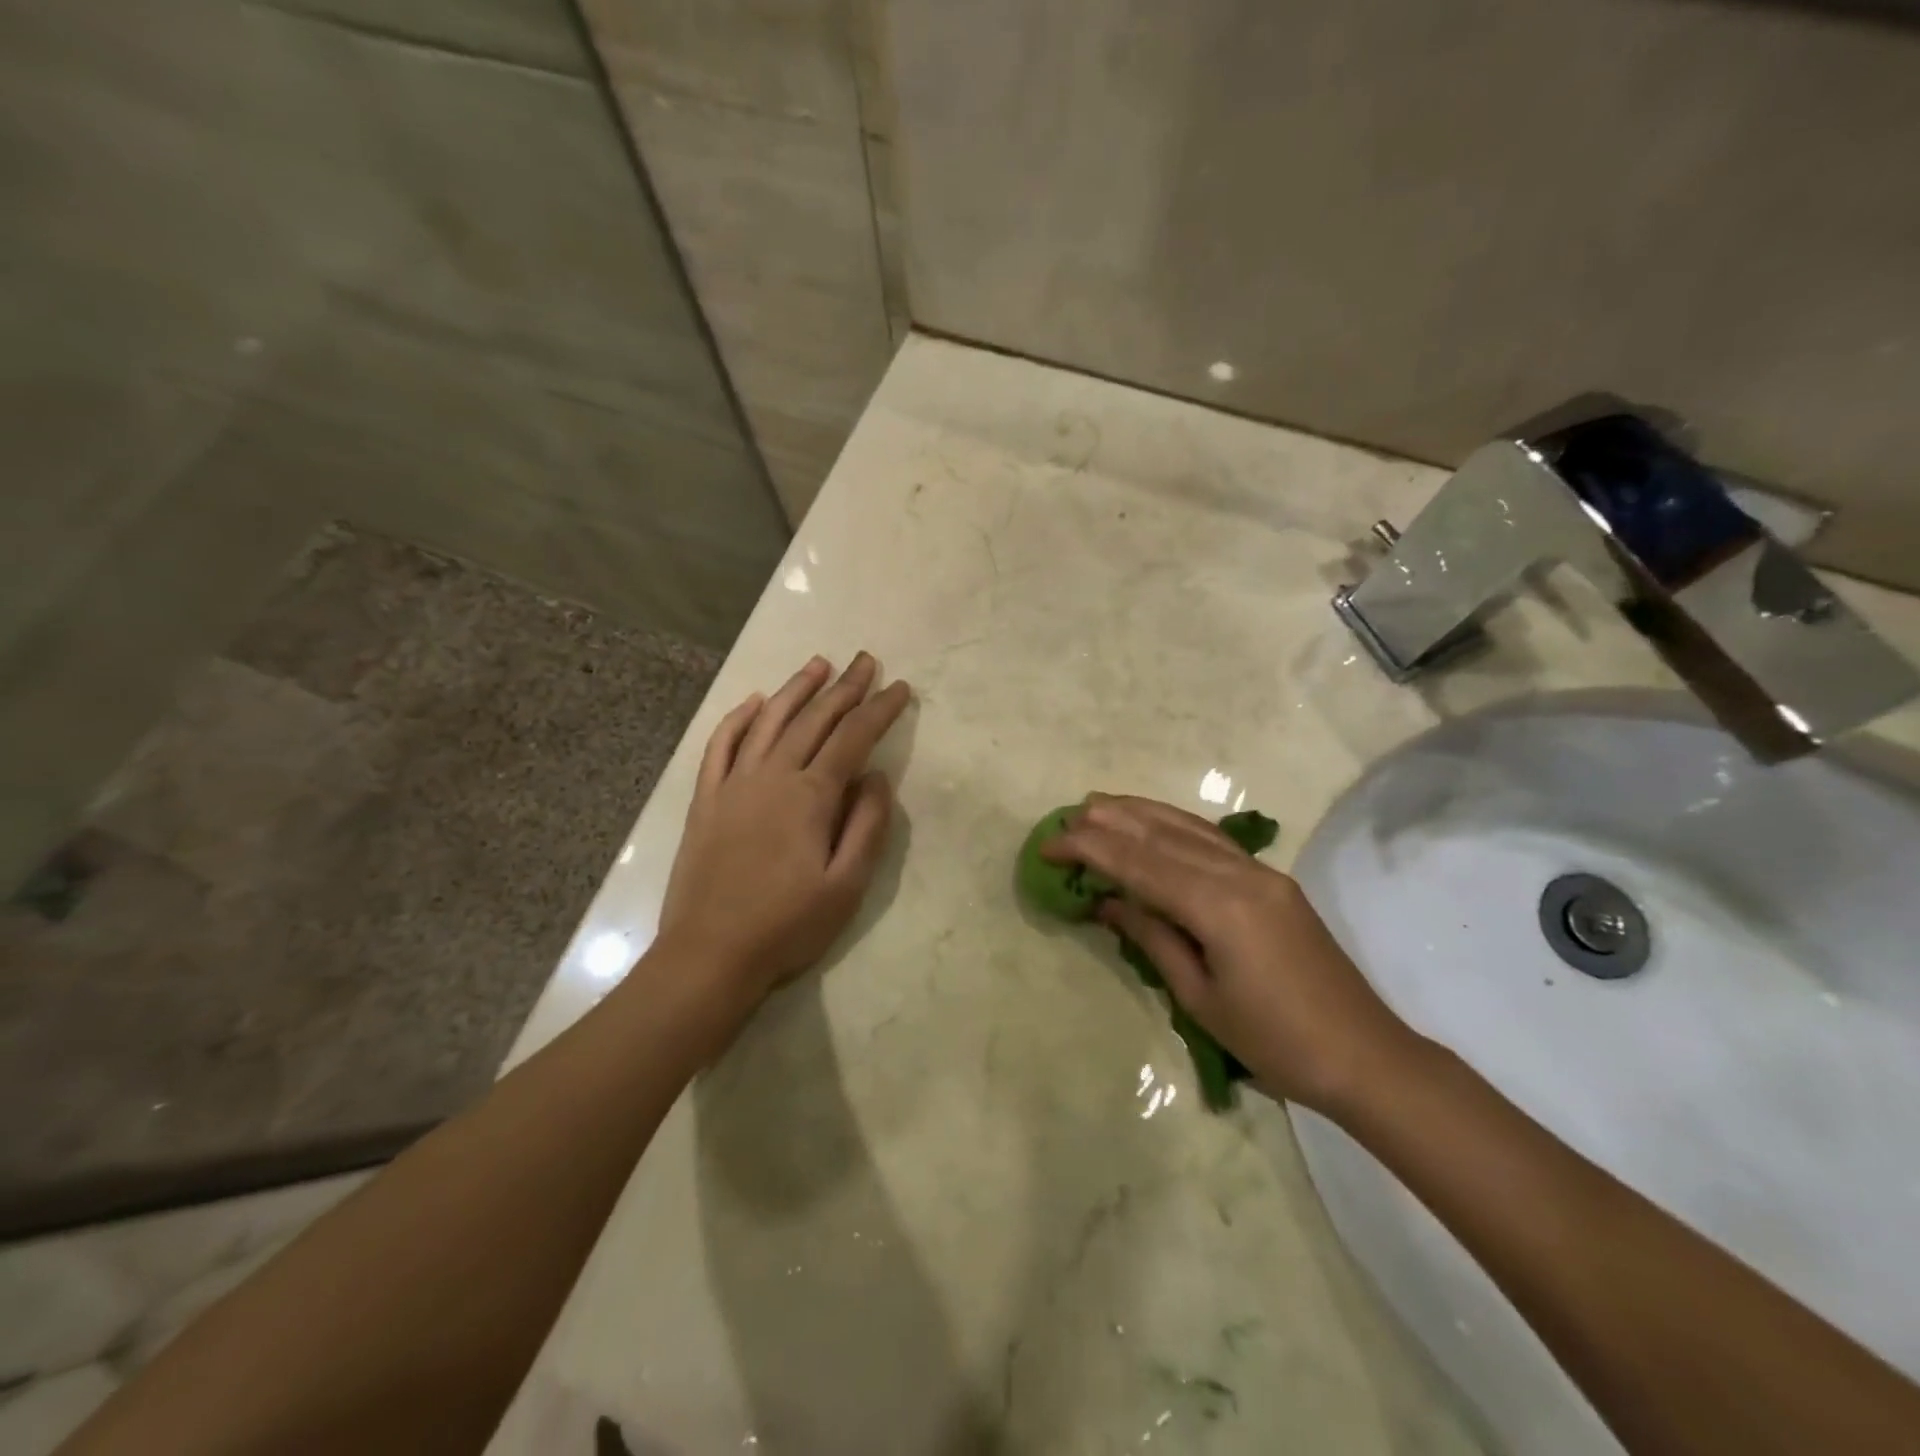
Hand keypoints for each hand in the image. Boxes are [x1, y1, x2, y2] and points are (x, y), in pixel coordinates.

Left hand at [658, 653, 911, 1010]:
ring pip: (768, 721)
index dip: (879, 709)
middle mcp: (771, 776)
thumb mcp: (846, 886)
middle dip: (844, 687)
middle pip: (813, 720)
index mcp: (810, 796)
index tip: (899, 688)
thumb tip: (877, 776)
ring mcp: (733, 784)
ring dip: (796, 689)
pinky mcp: (705, 800)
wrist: (709, 955)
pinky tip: (754, 702)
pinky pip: (721, 745)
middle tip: (866, 661)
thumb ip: (867, 826)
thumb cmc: (787, 926)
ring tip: (818, 664)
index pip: (853, 737)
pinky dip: (738, 718)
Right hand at [1043, 794, 1417, 1115]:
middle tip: (1068, 815)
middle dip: (1112, 822)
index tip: (1050, 844)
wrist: (1366, 1056)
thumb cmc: (1276, 1042)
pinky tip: (1157, 823)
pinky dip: (1177, 825)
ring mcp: (1262, 873)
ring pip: (1190, 829)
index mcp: (1220, 907)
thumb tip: (1107, 902)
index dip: (1091, 850)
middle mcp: (1241, 875)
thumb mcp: (1200, 998)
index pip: (1141, 864)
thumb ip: (1153, 938)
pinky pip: (1214, 841)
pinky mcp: (1274, 881)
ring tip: (1102, 804)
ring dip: (1143, 814)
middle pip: (1164, 836)